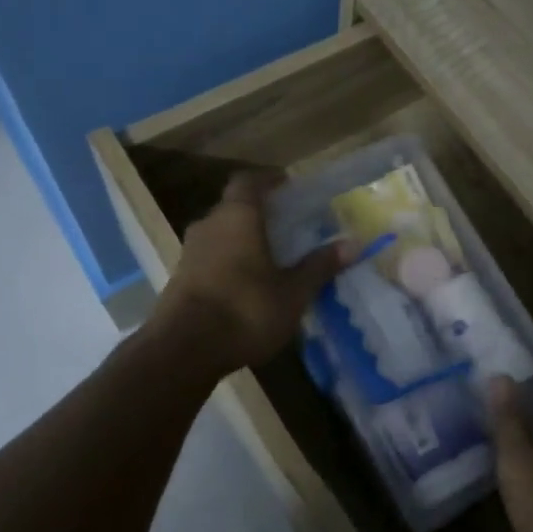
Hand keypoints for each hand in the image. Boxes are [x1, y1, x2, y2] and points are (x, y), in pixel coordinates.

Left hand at [150, 171, 348, 373]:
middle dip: (260, 214)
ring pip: (221, 234)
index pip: (249, 181)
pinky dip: (229, 263)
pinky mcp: (180, 279)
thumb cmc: (245, 310)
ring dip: (242, 240)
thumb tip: (353, 243)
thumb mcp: (293, 292)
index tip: (288, 187)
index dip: (268, 180)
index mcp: (237, 216)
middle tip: (288, 227)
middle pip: (234, 207)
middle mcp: (209, 225)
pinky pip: (210, 259)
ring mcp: (190, 252)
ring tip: (270, 258)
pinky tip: (246, 285)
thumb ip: (319, 266)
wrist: (182, 351)